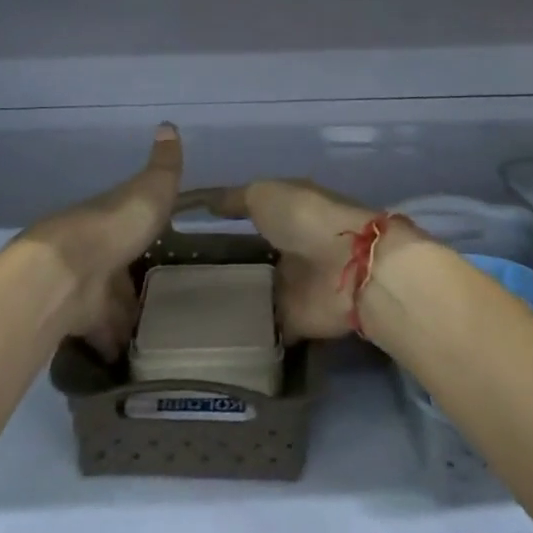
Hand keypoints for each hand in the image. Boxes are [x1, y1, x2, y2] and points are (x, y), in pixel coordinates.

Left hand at [25, 123, 183, 359]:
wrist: (67, 271)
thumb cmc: (115, 224)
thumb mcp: (151, 188)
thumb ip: (164, 165)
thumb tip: (168, 124)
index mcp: (112, 219)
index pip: (132, 226)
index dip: (147, 235)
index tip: (168, 247)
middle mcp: (97, 252)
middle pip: (120, 270)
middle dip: (136, 284)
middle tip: (169, 301)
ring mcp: (86, 289)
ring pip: (111, 306)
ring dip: (127, 319)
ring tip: (160, 336)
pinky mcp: (80, 322)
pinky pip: (102, 337)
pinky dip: (115, 348)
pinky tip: (135, 360)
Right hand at [208, 178, 397, 340]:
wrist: (348, 267)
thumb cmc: (306, 218)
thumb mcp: (264, 194)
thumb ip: (236, 200)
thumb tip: (206, 201)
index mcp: (290, 212)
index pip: (254, 216)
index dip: (227, 223)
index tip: (192, 235)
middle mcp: (292, 248)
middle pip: (254, 257)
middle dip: (227, 265)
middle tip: (184, 277)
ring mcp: (295, 286)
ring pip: (257, 293)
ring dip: (234, 300)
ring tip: (189, 310)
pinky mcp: (295, 321)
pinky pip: (265, 328)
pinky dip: (247, 333)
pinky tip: (212, 338)